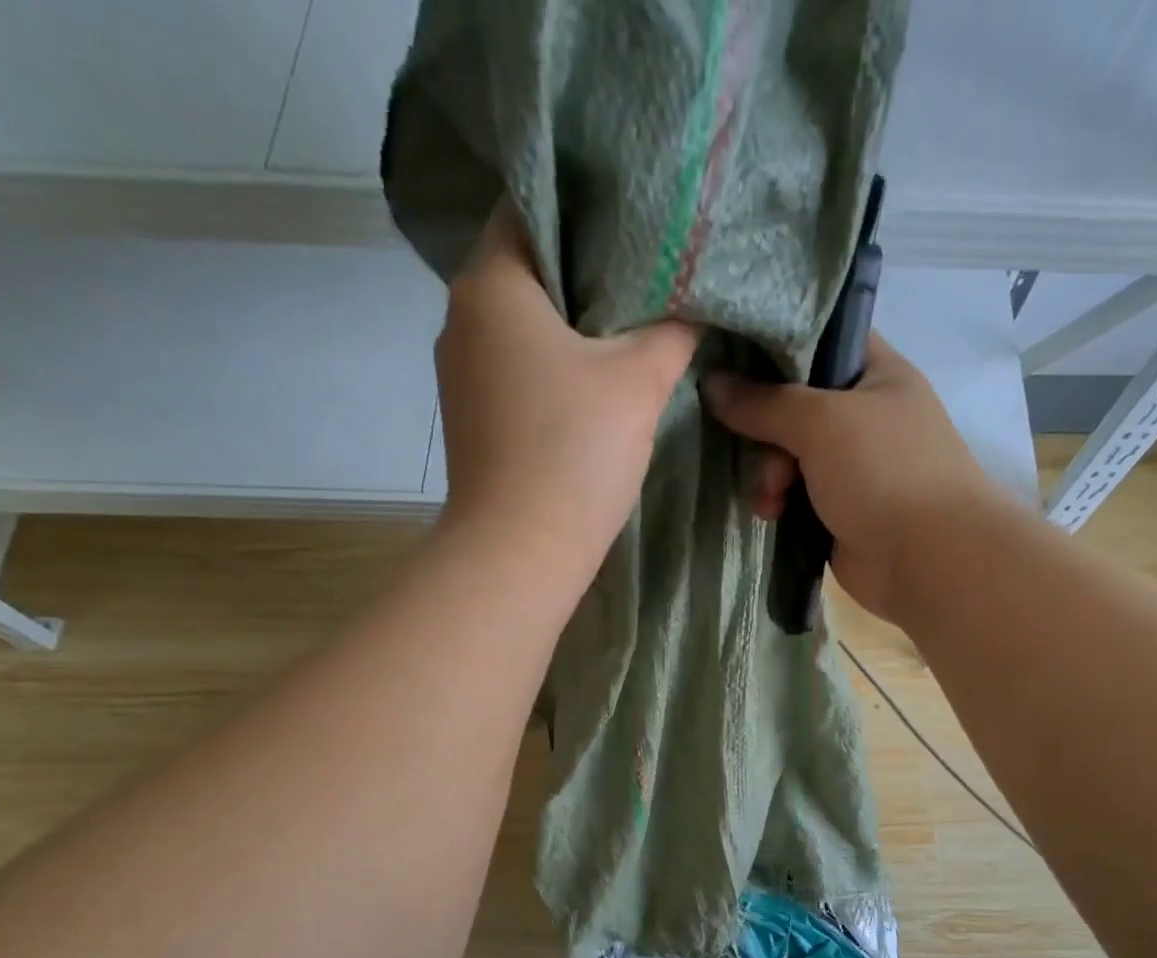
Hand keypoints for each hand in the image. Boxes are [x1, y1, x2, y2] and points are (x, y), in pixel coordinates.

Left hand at [433, 205, 698, 578]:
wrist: (521, 553)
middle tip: (653, 271)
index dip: (590, 205)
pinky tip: (598, 378)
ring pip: (525, 322)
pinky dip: (555, 362)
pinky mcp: (475, 415)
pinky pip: (518, 366)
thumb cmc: (575, 453)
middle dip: (590, 267)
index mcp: (491, 283)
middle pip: (530, 266)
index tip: (641, 219)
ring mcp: (463, 371)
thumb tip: (693, 302)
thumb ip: (672, 328)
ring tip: (634, 324)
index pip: (533, 205)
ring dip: (574, 322)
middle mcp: (463, 316)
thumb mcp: (639, 381)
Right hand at [702, 334, 993, 622]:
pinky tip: (772, 517)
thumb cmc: (883, 472)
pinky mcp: (838, 511)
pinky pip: (794, 497)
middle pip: (792, 406)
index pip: (819, 339)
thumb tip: (712, 384)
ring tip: (770, 502)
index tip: (728, 357)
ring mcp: (852, 467)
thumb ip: (764, 403)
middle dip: (766, 433)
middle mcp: (864, 415)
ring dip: (769, 477)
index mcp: (876, 374)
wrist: (926, 559)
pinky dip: (779, 504)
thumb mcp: (821, 422)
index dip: (774, 345)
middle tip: (758, 456)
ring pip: (788, 456)